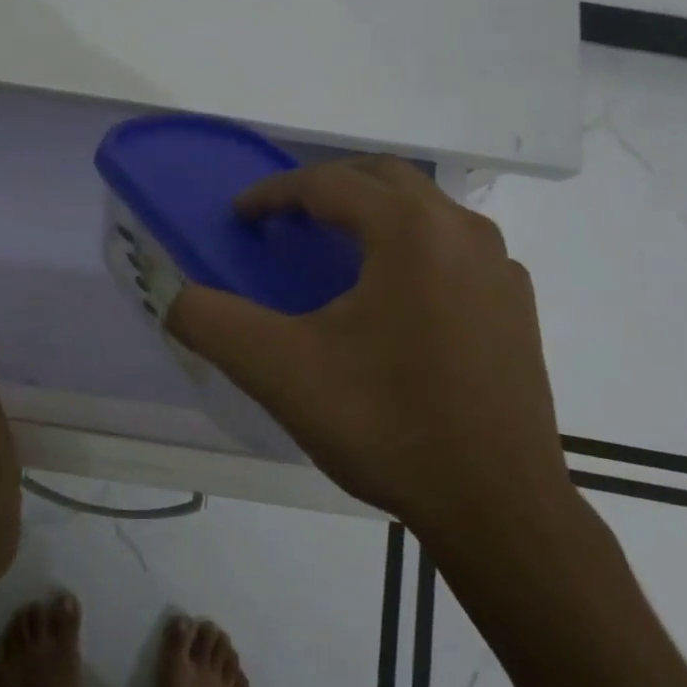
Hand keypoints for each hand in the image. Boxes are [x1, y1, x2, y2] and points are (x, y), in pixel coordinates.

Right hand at [167, 157, 574, 564]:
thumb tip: (170, 293)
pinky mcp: (516, 305)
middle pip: (383, 177)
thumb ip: (211, 321)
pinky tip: (394, 296)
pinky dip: (412, 246)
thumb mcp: (280, 371)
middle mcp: (462, 231)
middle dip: (327, 186)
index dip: (274, 193)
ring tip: (336, 250)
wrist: (497, 508)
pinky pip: (454, 247)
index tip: (241, 216)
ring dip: (374, 211)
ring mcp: (499, 267)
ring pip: (425, 209)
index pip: (328, 184)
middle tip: (286, 217)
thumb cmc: (385, 425)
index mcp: (409, 230)